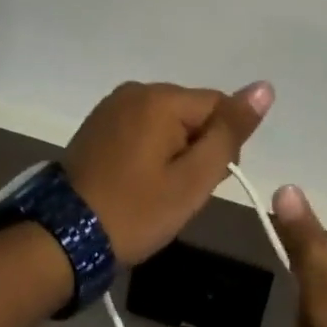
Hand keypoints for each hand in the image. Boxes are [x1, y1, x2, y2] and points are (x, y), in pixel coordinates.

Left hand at [63, 80, 271, 265]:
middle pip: (192, 111)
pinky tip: (138, 181)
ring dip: (174, 150)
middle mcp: (137, 89)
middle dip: (198, 146)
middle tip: (181, 192)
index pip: (219, 105)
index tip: (207, 182)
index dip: (224, 145)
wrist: (62, 239)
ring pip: (167, 121)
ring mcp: (113, 105)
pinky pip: (142, 127)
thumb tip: (264, 87)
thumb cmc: (135, 211)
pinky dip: (150, 150)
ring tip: (158, 191)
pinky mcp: (98, 122)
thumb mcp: (192, 179)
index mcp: (161, 98)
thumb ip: (230, 132)